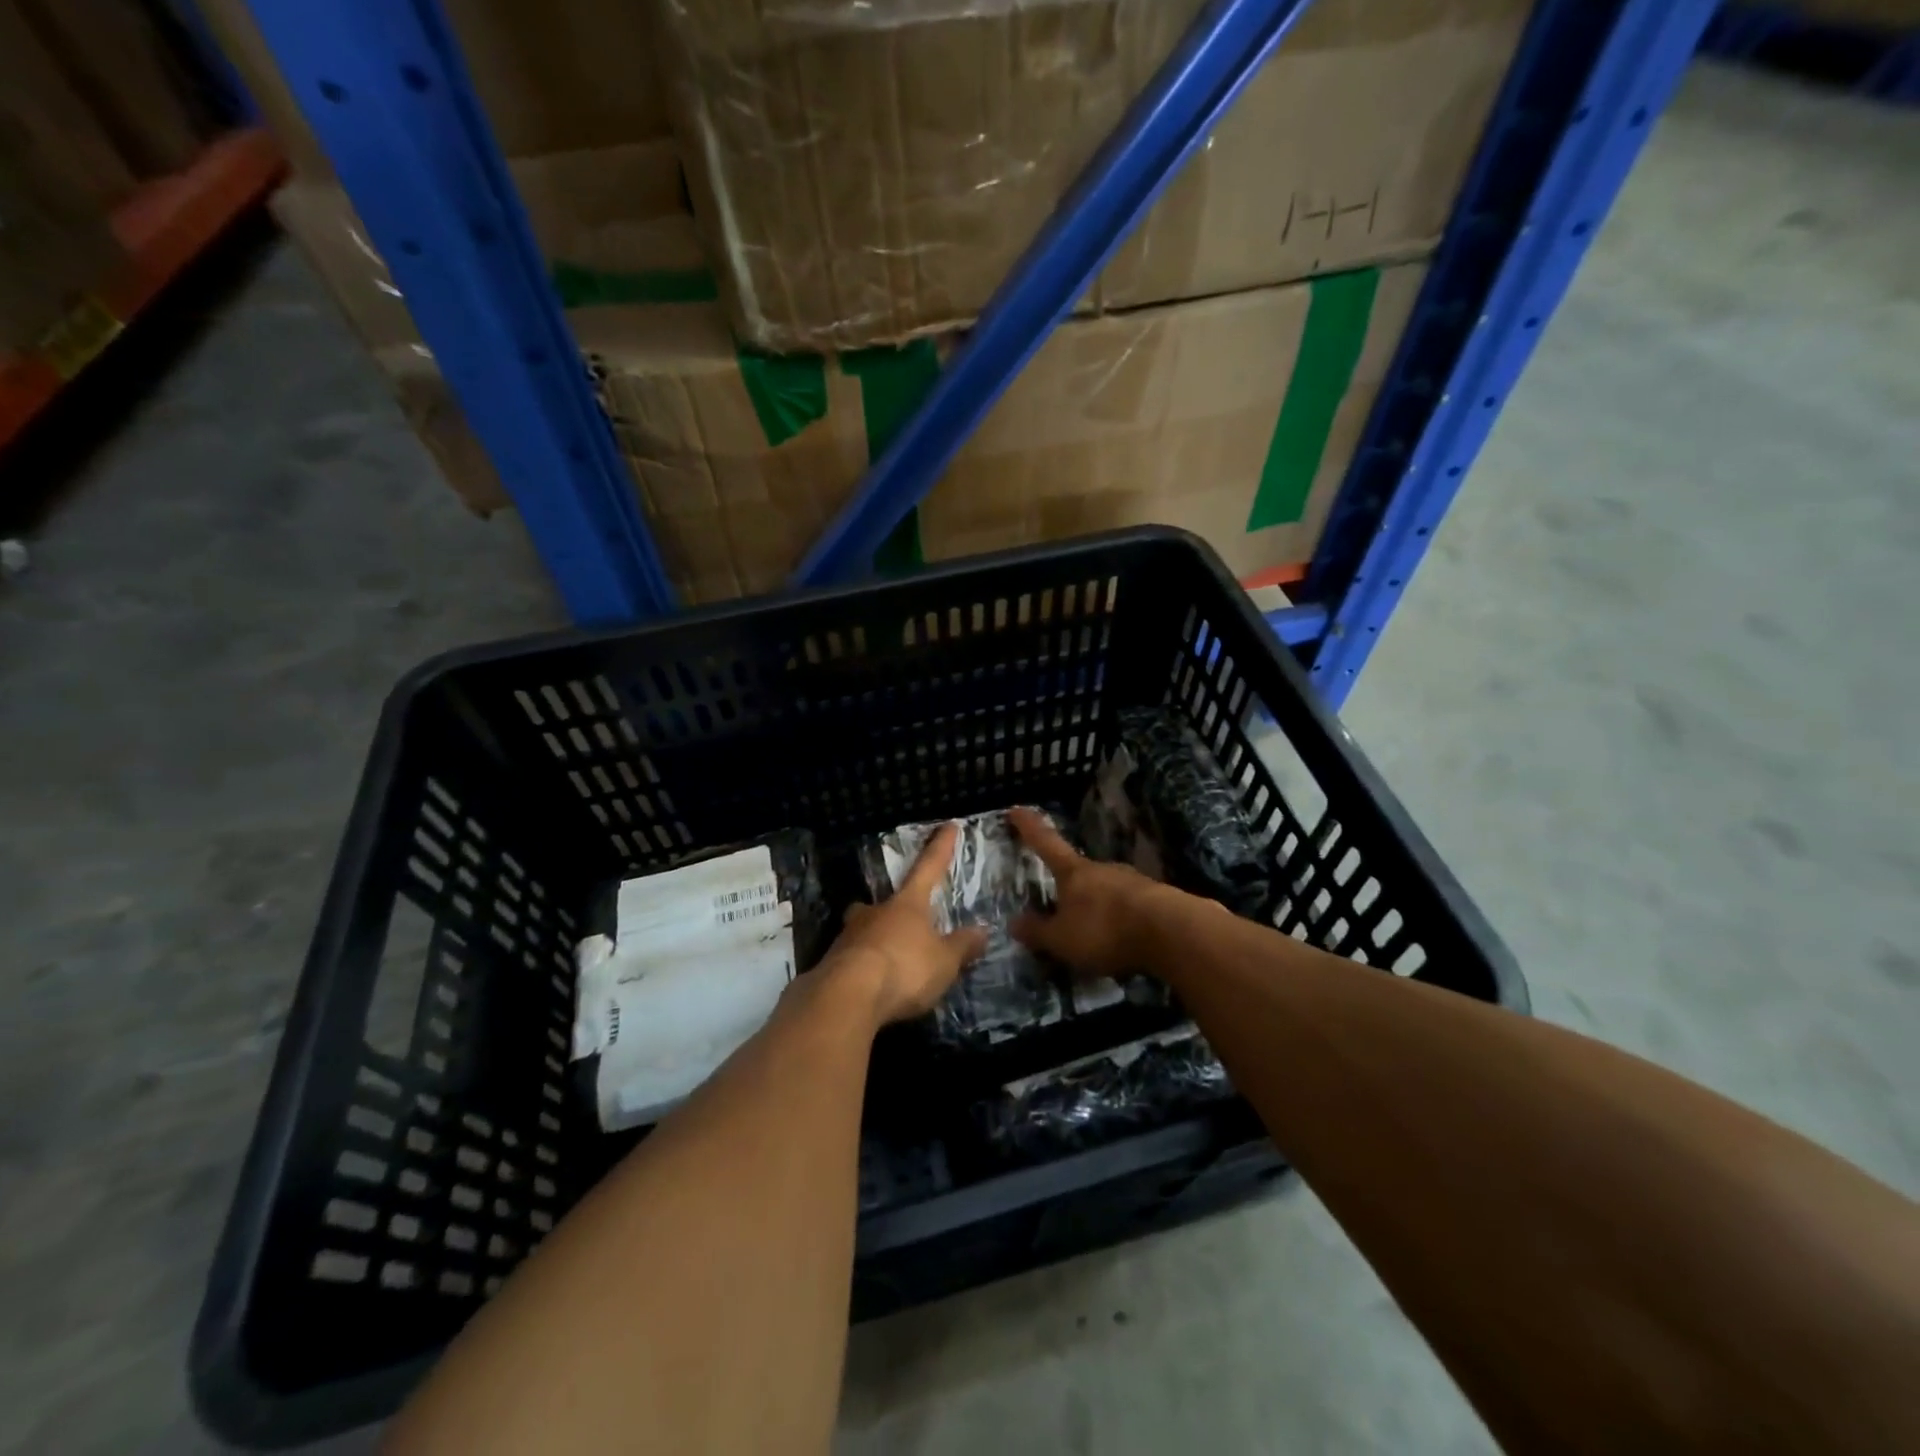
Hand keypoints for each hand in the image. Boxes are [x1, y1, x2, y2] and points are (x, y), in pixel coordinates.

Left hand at [825, 823, 989, 1026]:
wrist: (847, 996)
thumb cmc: (904, 968)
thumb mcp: (944, 961)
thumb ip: (962, 946)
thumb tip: (982, 930)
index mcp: (907, 904)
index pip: (929, 868)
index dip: (941, 848)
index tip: (948, 826)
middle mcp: (875, 912)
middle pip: (884, 902)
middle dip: (892, 908)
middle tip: (900, 920)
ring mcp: (848, 936)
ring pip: (862, 929)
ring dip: (874, 939)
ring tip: (886, 960)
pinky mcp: (831, 964)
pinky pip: (851, 959)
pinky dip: (862, 967)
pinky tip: (869, 985)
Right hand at [1009, 807, 1181, 978]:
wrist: (1172, 932)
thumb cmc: (1105, 929)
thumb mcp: (1062, 939)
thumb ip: (1038, 932)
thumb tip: (1014, 923)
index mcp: (1074, 873)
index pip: (1046, 843)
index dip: (1029, 827)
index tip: (1016, 809)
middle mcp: (1103, 869)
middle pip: (1080, 871)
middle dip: (1069, 885)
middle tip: (1060, 905)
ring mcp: (1133, 881)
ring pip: (1107, 889)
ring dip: (1098, 905)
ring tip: (1093, 932)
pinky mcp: (1158, 899)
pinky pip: (1130, 907)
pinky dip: (1121, 919)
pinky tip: (1123, 939)